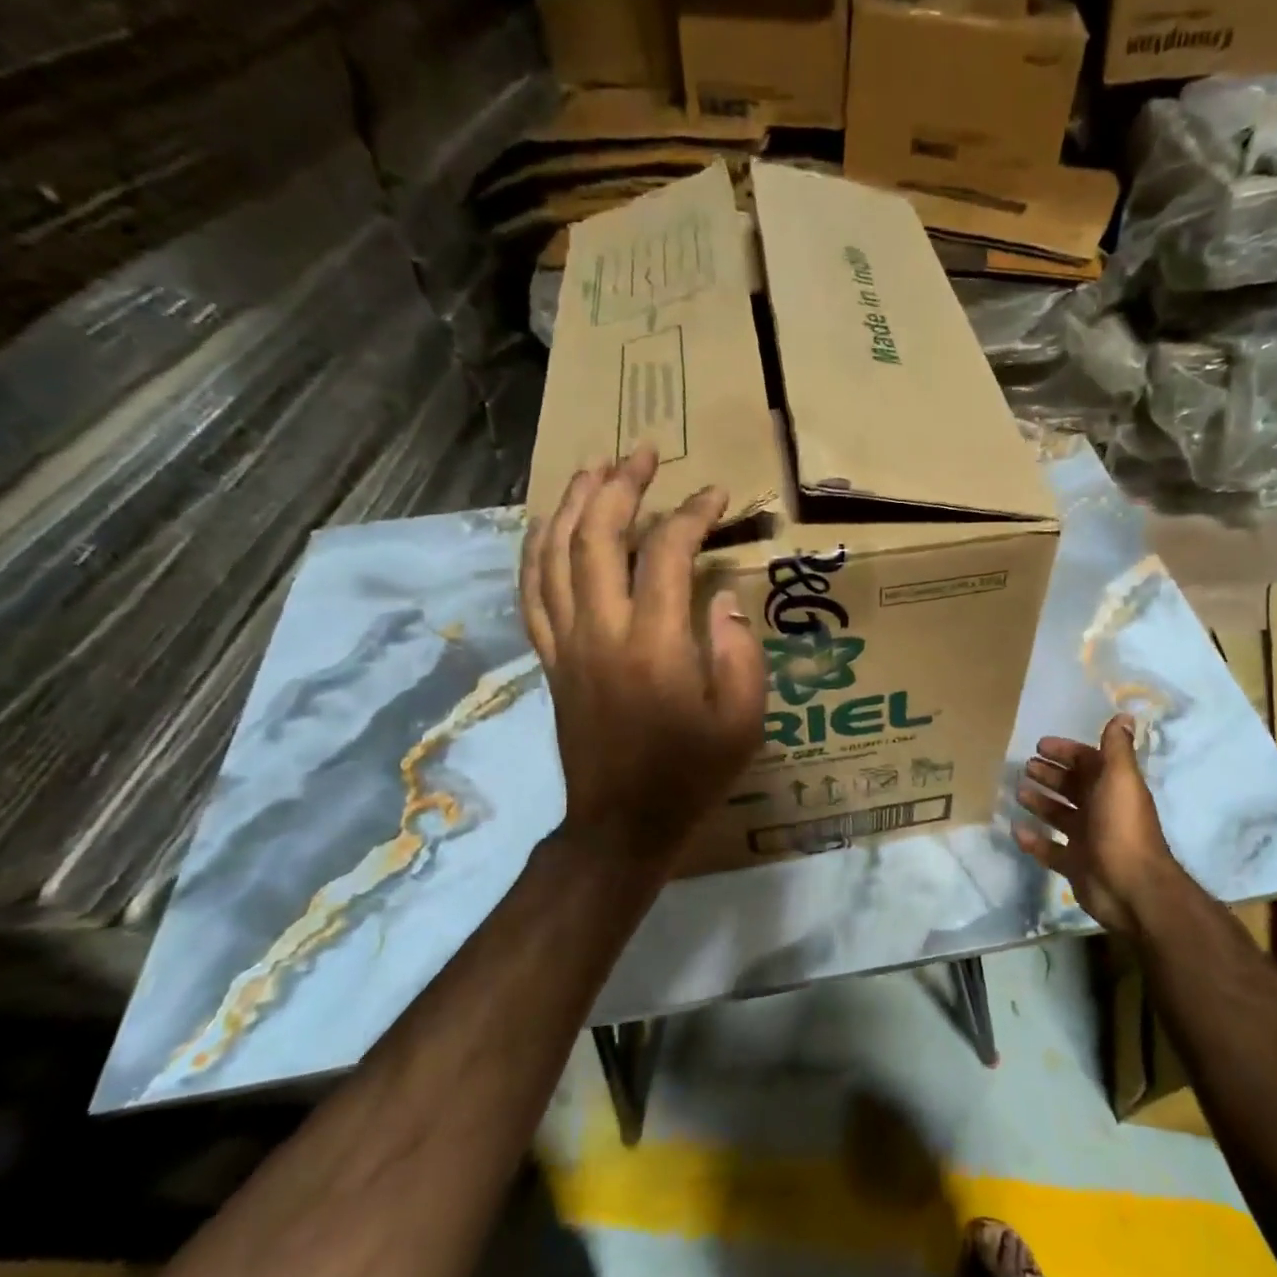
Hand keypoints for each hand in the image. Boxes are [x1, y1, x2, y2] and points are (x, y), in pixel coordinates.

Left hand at [521, 448, 765, 867]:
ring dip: (573, 505)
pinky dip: (537, 551)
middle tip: (643, 453)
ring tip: (594, 469)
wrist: (622, 823)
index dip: (691, 514)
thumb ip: (739, 652)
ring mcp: (566, 645)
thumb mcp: (743, 720)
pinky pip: (532, 593)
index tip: (716, 495)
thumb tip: (722, 595)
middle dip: (620, 486)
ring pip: (554, 556)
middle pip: (596, 537)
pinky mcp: (550, 661)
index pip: (665, 553)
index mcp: (654, 645)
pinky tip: (549, 527)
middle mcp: (601, 633)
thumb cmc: (691, 773)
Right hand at [1014, 716, 1175, 936]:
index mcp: (1112, 788)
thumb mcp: (1120, 779)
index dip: (1066, 752)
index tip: (1040, 746)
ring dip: (1040, 802)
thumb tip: (1124, 714)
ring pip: (1059, 815)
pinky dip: (1033, 840)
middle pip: (1072, 786)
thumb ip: (1117, 748)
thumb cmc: (1122, 826)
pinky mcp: (1074, 864)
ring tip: (1017, 792)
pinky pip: (1048, 849)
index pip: (1087, 762)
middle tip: (1025, 767)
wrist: (1131, 887)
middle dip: (1050, 775)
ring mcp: (1086, 839)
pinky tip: (1016, 829)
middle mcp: (1100, 810)